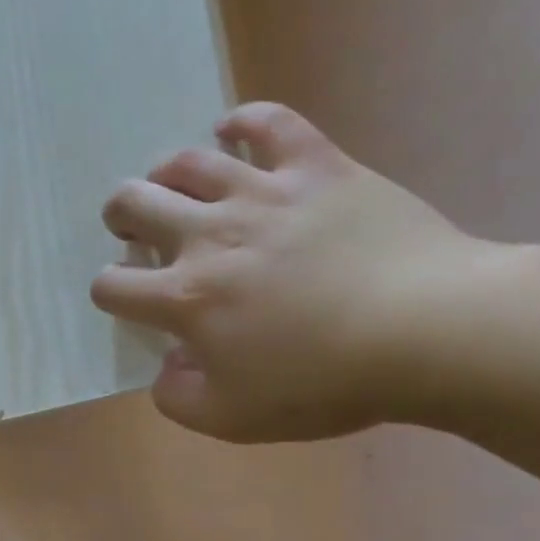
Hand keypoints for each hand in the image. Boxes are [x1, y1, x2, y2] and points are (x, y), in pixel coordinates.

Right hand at [92, 102, 497, 441]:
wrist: (431, 331)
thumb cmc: (325, 382)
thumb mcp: (231, 419)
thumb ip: (177, 397)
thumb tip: (166, 368)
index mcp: (185, 297)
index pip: (111, 285)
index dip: (109, 292)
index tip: (129, 300)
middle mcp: (209, 236)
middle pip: (133, 204)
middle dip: (121, 218)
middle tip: (137, 231)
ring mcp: (263, 194)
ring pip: (187, 161)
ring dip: (166, 174)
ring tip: (176, 188)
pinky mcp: (316, 167)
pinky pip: (270, 122)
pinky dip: (244, 122)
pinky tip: (233, 131)